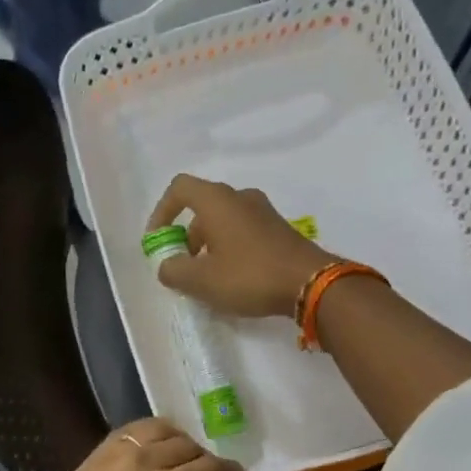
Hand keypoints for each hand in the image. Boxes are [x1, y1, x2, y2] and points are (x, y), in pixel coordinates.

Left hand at [26, 418, 242, 470]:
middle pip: (187, 446)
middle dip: (202, 461)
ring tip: (175, 458)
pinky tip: (146, 454)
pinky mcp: (89, 462)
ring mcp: (114, 458)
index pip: (214, 468)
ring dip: (174, 441)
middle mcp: (147, 463)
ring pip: (156, 430)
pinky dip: (144, 439)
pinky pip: (125, 435)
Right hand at [146, 173, 337, 318]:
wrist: (312, 283)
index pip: (179, 188)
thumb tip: (167, 266)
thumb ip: (174, 271)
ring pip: (224, 221)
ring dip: (209, 245)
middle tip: (184, 267)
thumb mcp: (202, 281)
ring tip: (208, 278)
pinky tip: (235, 278)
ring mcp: (264, 212)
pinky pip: (244, 231)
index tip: (158, 241)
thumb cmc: (250, 275)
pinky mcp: (280, 229)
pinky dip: (231, 248)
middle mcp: (241, 197)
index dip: (162, 212)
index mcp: (217, 200)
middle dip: (186, 236)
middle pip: (202, 207)